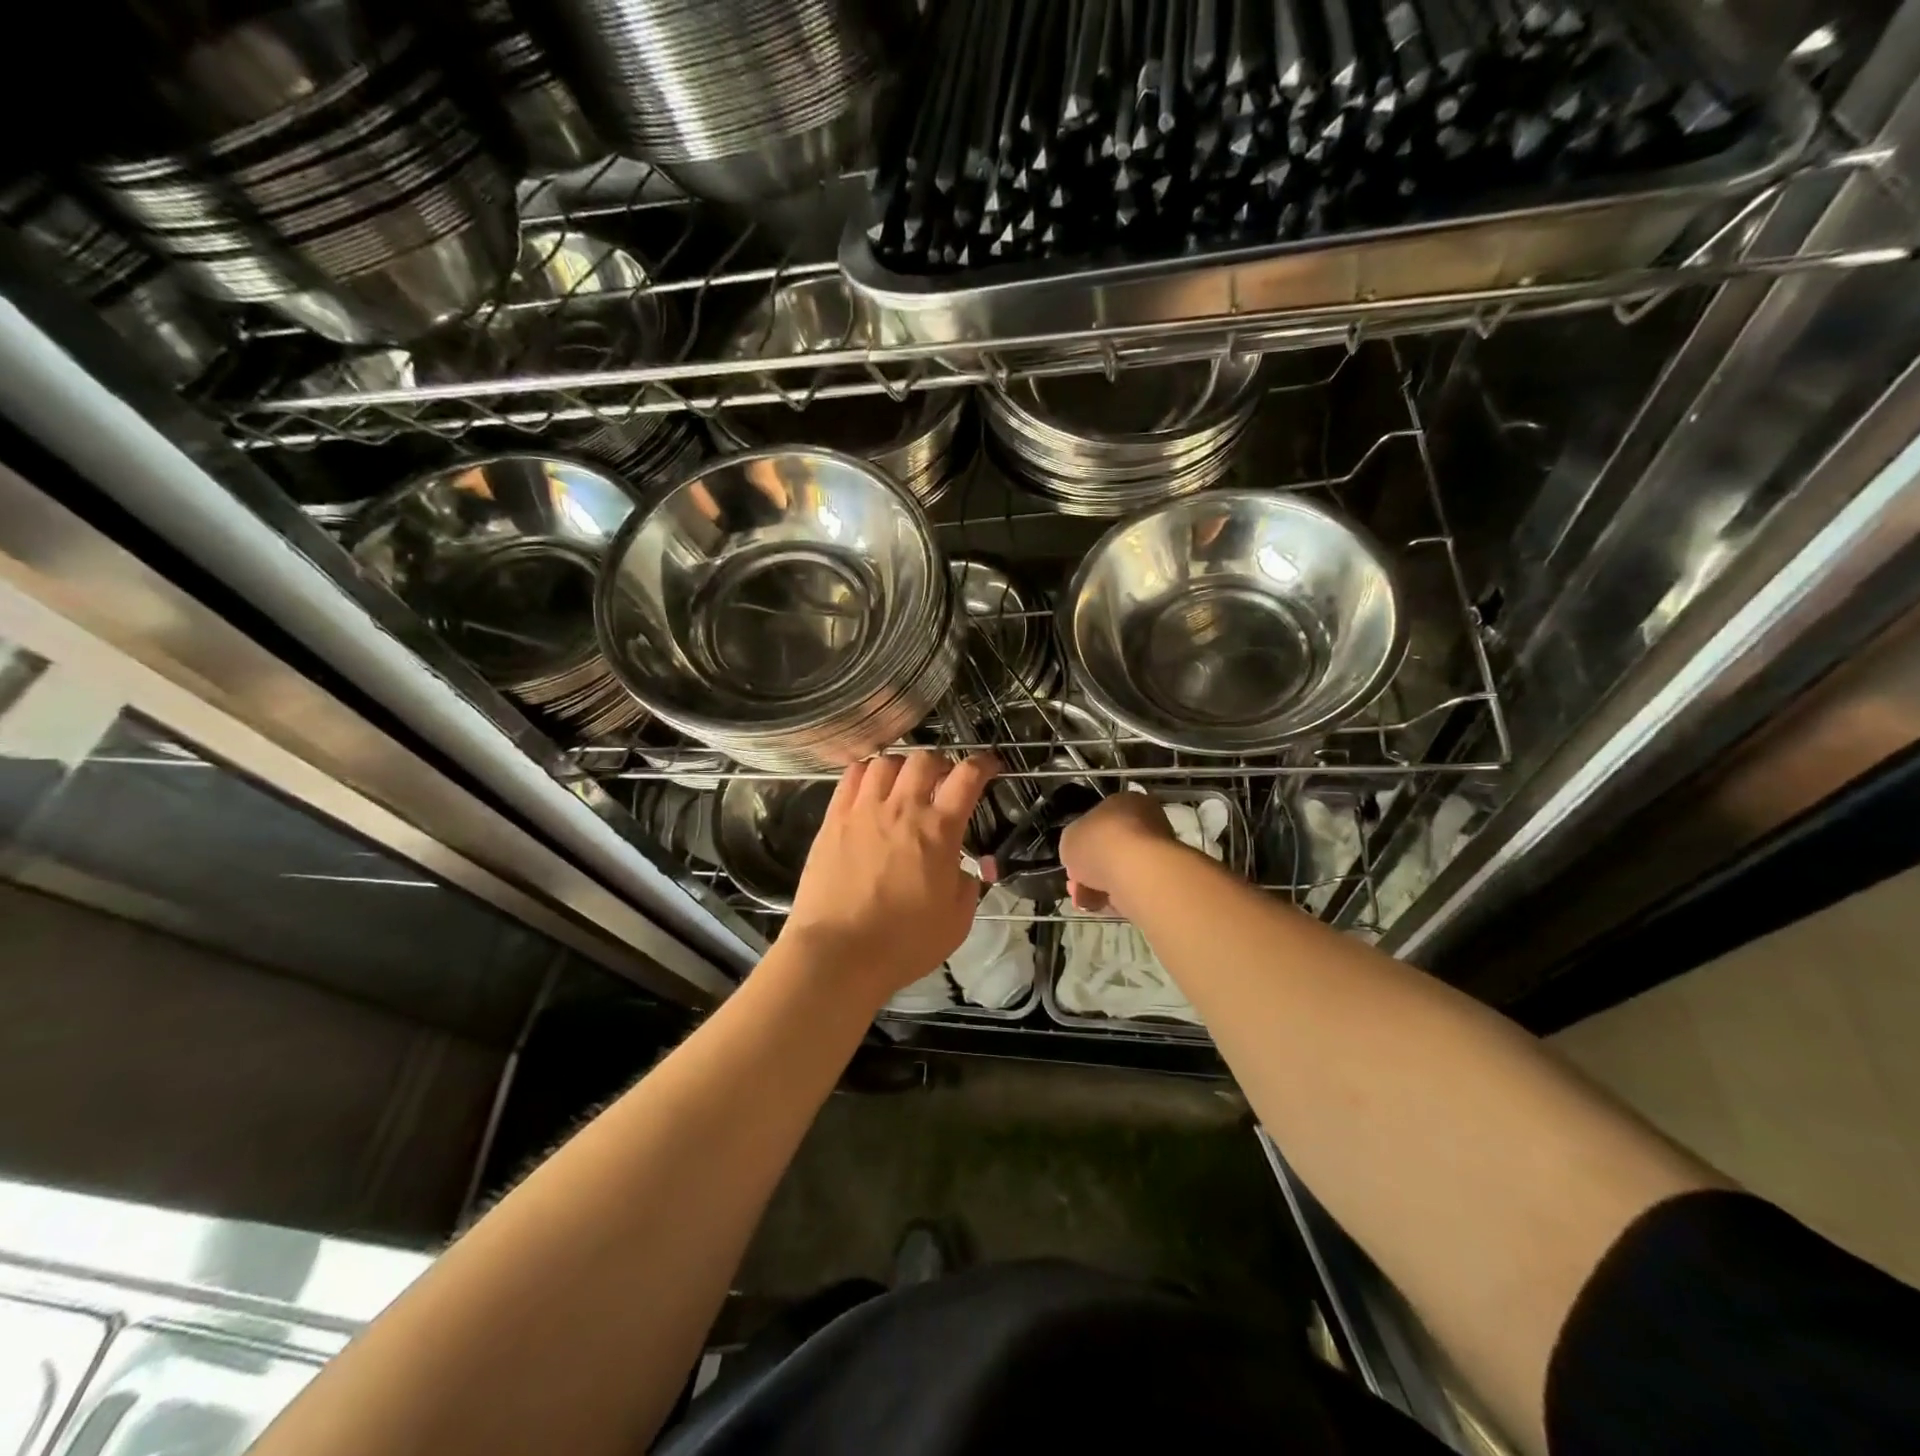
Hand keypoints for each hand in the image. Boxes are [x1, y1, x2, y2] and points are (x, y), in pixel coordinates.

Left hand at [784, 751, 998, 1004]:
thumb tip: (969, 869)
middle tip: (942, 782)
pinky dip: (866, 772)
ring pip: (886, 762)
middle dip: (940, 764)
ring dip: (902, 767)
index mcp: (939, 830)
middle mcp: (902, 809)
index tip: (989, 766)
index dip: (983, 764)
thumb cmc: (904, 942)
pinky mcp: (833, 819)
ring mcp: (864, 810)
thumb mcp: (957, 921)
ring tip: (903, 784)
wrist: (838, 953)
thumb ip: (969, 886)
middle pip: (924, 759)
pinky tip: (870, 787)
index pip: (967, 777)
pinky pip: (851, 777)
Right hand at [1059, 791, 1178, 913]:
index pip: (1101, 818)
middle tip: (1073, 883)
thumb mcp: (1069, 837)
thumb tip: (1080, 854)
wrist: (1137, 872)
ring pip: (1118, 871)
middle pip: (1109, 847)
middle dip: (1088, 868)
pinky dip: (1112, 898)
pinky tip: (1095, 906)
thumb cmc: (1100, 842)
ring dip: (1096, 886)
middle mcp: (1146, 823)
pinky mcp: (1161, 881)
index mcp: (1126, 802)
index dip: (1082, 840)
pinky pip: (1130, 889)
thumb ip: (1074, 843)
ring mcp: (1156, 853)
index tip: (1071, 857)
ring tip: (1080, 899)